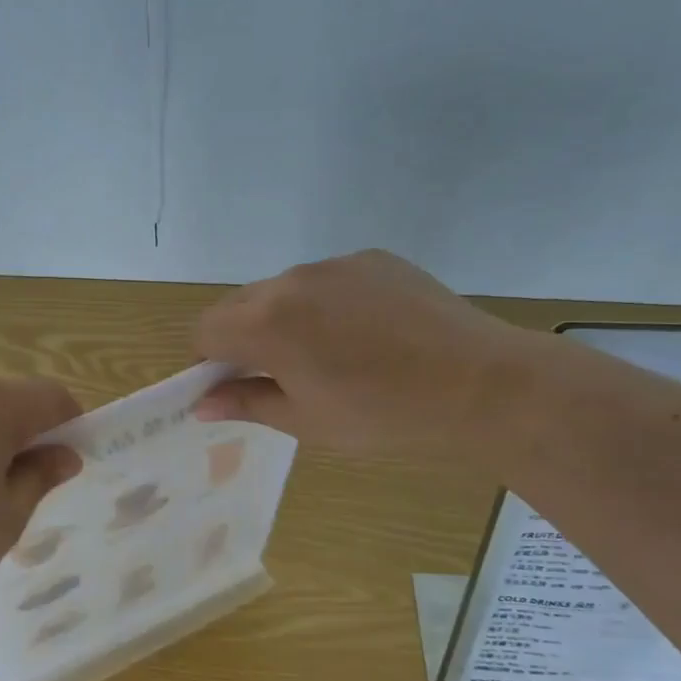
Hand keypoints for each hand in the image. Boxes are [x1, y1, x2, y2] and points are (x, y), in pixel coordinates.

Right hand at [194, 250, 524, 456]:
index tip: (234, 386)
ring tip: (331, 355)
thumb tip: (202, 403)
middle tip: (280, 375)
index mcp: (266, 323)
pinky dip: (327, 304)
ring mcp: (334, 264)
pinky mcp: (372, 258)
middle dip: (242, 338)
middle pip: (239, 305)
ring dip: (284, 319)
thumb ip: (246, 403)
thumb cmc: (382, 415)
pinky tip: (366, 334)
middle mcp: (291, 280)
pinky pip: (327, 280)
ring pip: (283, 290)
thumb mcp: (305, 421)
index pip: (205, 330)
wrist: (479, 383)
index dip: (208, 361)